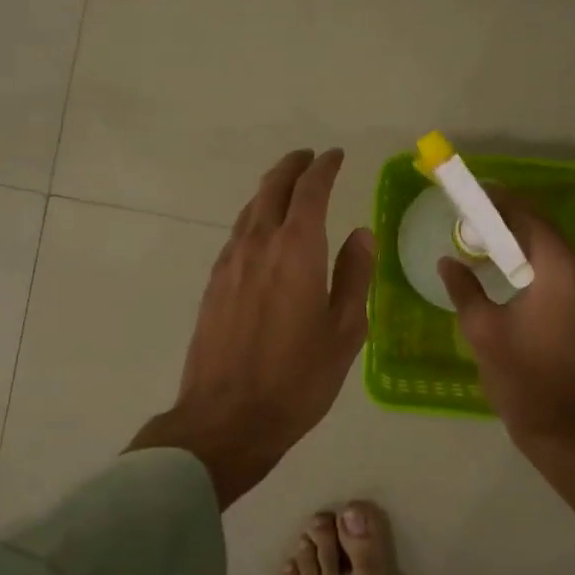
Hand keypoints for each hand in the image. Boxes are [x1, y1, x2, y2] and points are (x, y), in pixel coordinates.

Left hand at [130, 149, 373, 508]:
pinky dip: (254, 218)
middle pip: (272, 189)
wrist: (227, 418)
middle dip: (292, 168)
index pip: (310, 191)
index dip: (324, 168)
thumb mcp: (345, 331)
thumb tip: (361, 234)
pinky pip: (237, 235)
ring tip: (287, 187)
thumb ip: (354, 276)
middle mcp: (259, 245)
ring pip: (250, 210)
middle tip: (309, 159)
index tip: (335, 156)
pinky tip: (262, 232)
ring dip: (270, 190)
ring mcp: (230, 263)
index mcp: (297, 250)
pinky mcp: (213, 284)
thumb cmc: (298, 378)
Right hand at [437, 192, 574, 518]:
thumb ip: (464, 287)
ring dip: (520, 243)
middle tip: (472, 219)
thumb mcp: (482, 328)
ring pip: (551, 250)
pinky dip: (533, 263)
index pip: (528, 216)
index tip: (473, 194)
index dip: (499, 201)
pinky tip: (507, 273)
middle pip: (542, 229)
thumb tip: (449, 262)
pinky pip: (558, 270)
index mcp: (559, 267)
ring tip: (483, 243)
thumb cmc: (521, 374)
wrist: (564, 426)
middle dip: (507, 220)